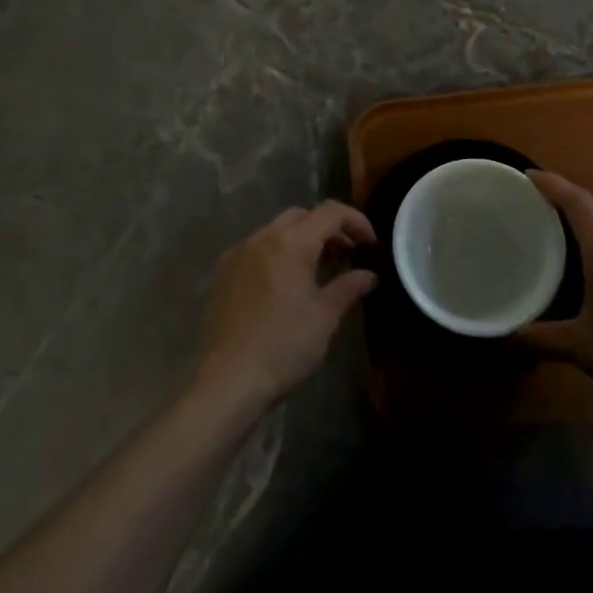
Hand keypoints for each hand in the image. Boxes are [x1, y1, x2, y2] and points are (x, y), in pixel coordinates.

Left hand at [192, 201, 377, 416]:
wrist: (226, 380)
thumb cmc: (284, 346)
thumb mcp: (325, 317)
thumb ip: (348, 287)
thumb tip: (369, 275)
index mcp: (291, 242)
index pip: (330, 212)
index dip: (356, 221)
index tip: (371, 244)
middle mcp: (262, 237)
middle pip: (301, 216)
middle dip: (327, 229)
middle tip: (345, 255)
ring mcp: (237, 253)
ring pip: (276, 230)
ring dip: (300, 240)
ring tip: (316, 270)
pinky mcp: (221, 273)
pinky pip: (255, 249)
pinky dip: (276, 254)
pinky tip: (282, 285)